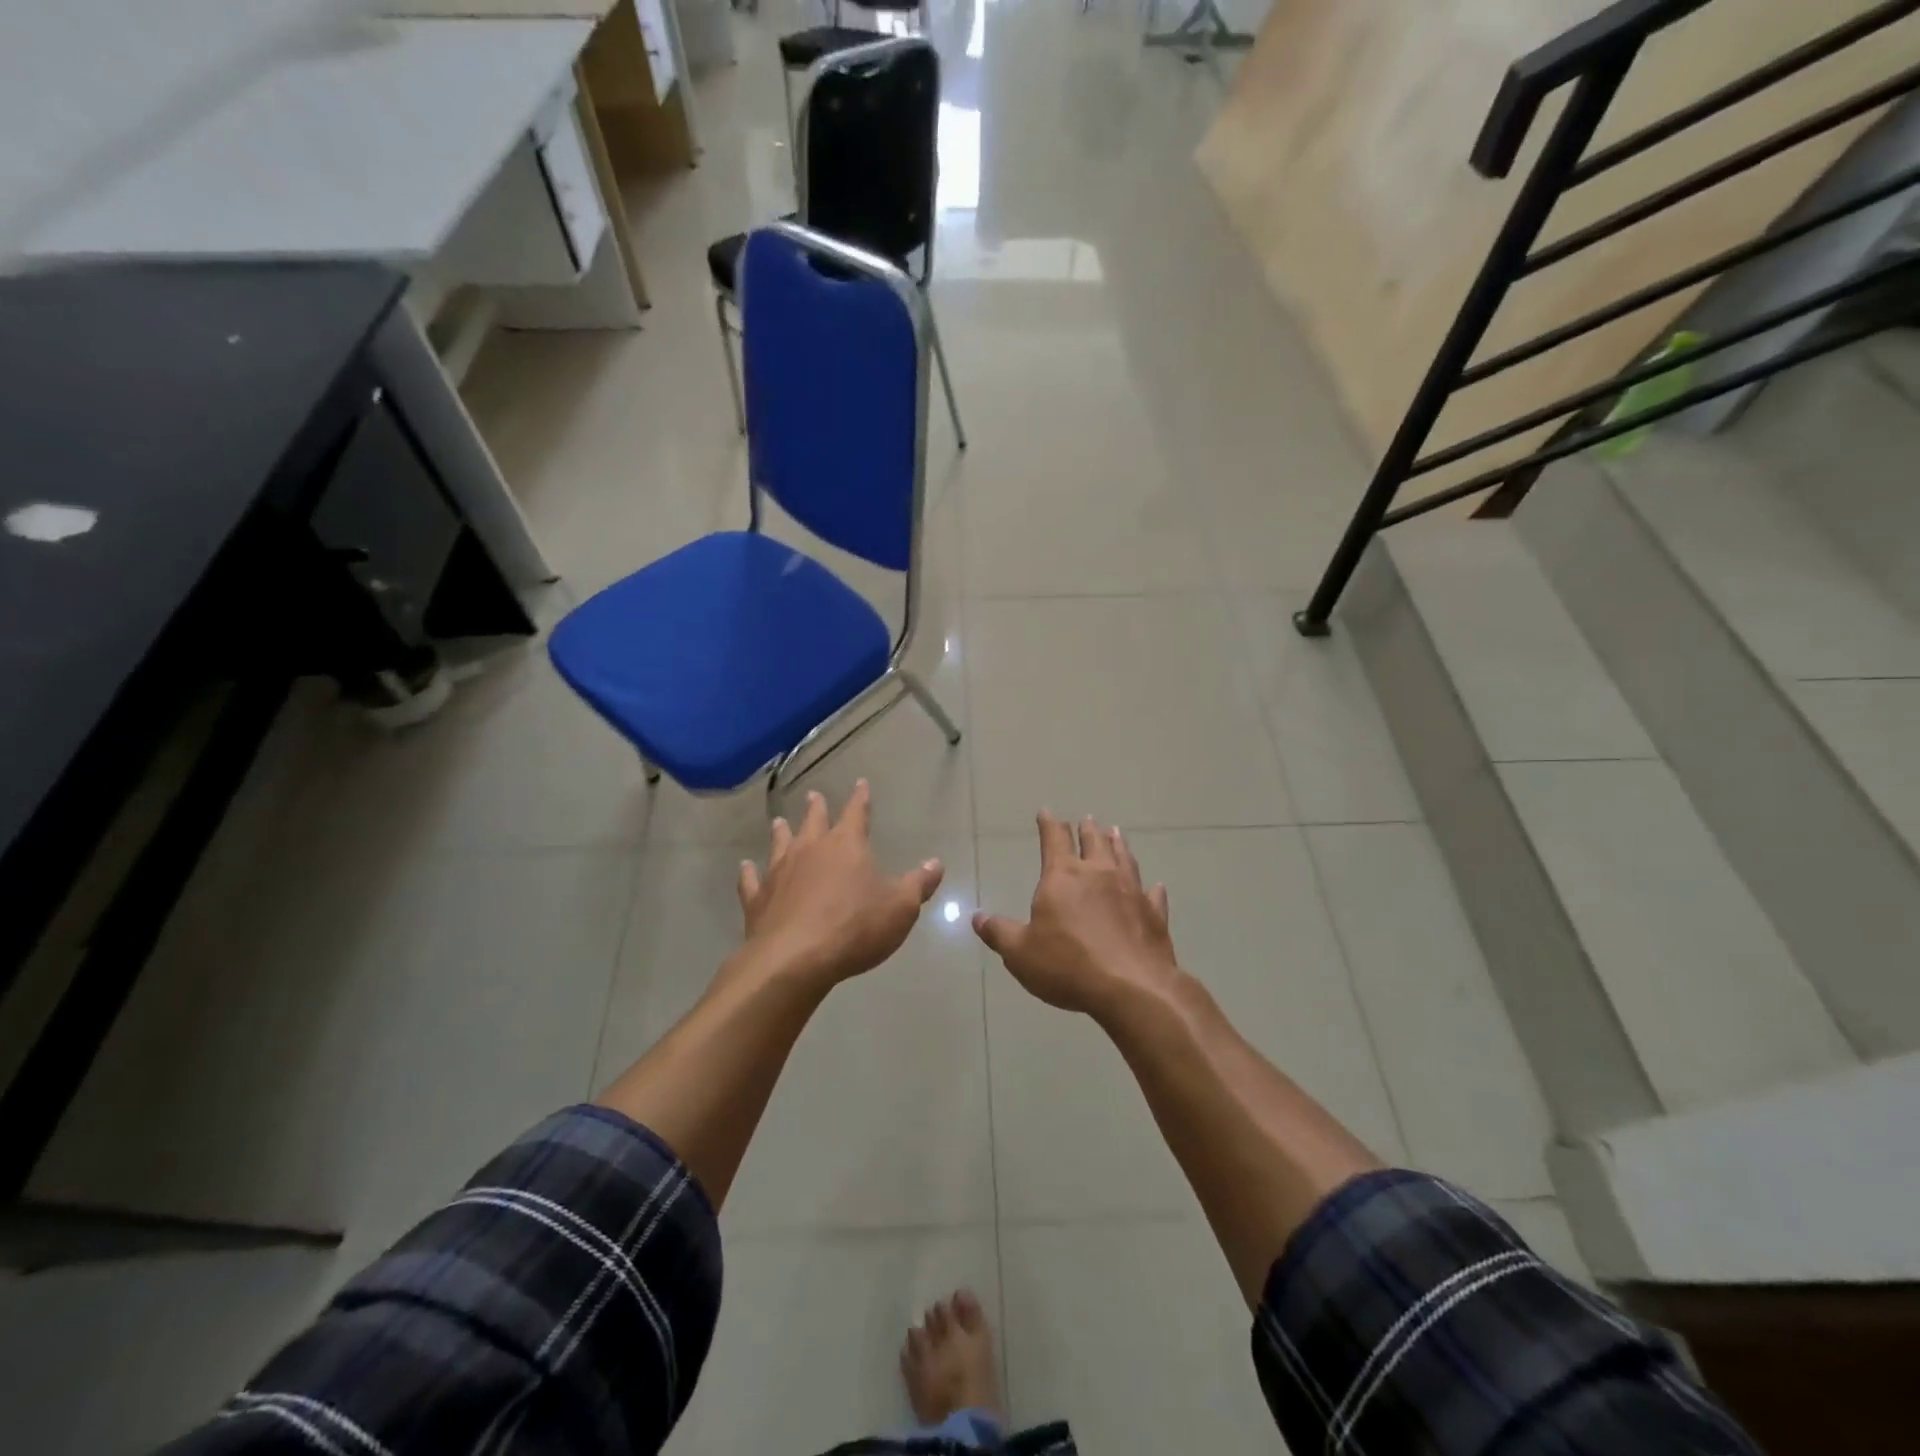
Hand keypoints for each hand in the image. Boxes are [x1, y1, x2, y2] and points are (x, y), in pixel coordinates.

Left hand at [737, 781, 944, 989]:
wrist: (795, 959)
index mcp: (846, 845)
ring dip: (781, 832)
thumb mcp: (900, 908)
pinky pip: (751, 881)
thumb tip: (935, 863)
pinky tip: (745, 868)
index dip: (860, 798)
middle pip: (813, 821)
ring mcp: (779, 872)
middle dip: (816, 808)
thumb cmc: (855, 927)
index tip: (860, 783)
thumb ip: (918, 884)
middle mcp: (810, 850)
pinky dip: (748, 873)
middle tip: (814, 795)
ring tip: (778, 822)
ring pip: (780, 844)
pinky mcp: (757, 899)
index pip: (856, 813)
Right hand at [973, 812, 1179, 1020]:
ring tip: (1116, 833)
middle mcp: (1099, 874)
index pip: (1054, 839)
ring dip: (1119, 844)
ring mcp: (1131, 891)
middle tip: (1088, 819)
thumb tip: (977, 917)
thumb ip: (999, 932)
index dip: (1049, 823)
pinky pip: (1152, 895)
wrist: (1132, 988)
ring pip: (1124, 858)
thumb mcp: (1020, 953)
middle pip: (1093, 842)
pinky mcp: (1154, 914)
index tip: (1047, 811)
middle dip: (1087, 829)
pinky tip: (1154, 886)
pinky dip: (1151, 888)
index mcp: (1063, 876)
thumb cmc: (1068, 965)